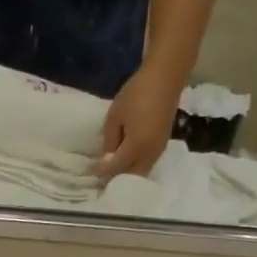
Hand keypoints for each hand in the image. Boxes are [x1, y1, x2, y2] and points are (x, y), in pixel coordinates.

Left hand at [97, 61, 181, 179]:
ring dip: (127, 175)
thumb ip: (109, 140)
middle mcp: (149, 154)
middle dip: (116, 179)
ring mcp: (158, 150)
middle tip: (101, 178)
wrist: (166, 76)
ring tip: (112, 173)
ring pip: (141, 172)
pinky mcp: (162, 144)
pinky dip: (136, 167)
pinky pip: (147, 163)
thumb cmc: (137, 93)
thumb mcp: (115, 116)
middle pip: (131, 177)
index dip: (101, 171)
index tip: (89, 173)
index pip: (115, 168)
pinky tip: (126, 162)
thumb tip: (106, 157)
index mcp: (136, 147)